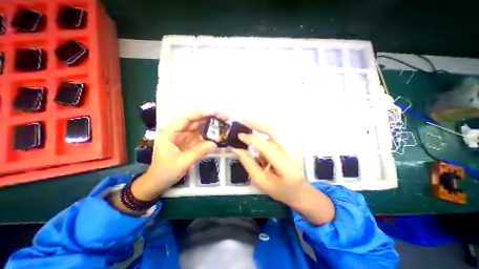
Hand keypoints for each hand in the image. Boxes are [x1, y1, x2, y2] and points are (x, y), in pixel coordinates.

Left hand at [131, 111, 227, 200]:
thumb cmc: (165, 171)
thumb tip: (215, 143)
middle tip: (224, 117)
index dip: (201, 113)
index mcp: (170, 132)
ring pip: (200, 127)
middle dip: (210, 117)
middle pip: (195, 121)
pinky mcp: (190, 142)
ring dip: (212, 125)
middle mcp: (178, 131)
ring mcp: (185, 137)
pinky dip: (210, 135)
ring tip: (224, 123)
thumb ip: (198, 152)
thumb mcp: (182, 162)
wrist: (159, 182)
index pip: (186, 118)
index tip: (215, 112)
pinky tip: (219, 134)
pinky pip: (202, 136)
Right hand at [231, 121, 333, 224]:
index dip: (251, 139)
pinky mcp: (291, 144)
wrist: (299, 190)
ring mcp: (293, 146)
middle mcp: (292, 152)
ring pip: (273, 131)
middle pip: (274, 130)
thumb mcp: (261, 181)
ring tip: (247, 130)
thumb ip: (248, 164)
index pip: (267, 147)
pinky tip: (258, 141)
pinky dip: (264, 134)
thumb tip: (236, 149)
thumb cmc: (279, 189)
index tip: (239, 135)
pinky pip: (274, 135)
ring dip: (259, 128)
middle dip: (257, 124)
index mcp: (285, 166)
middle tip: (243, 122)